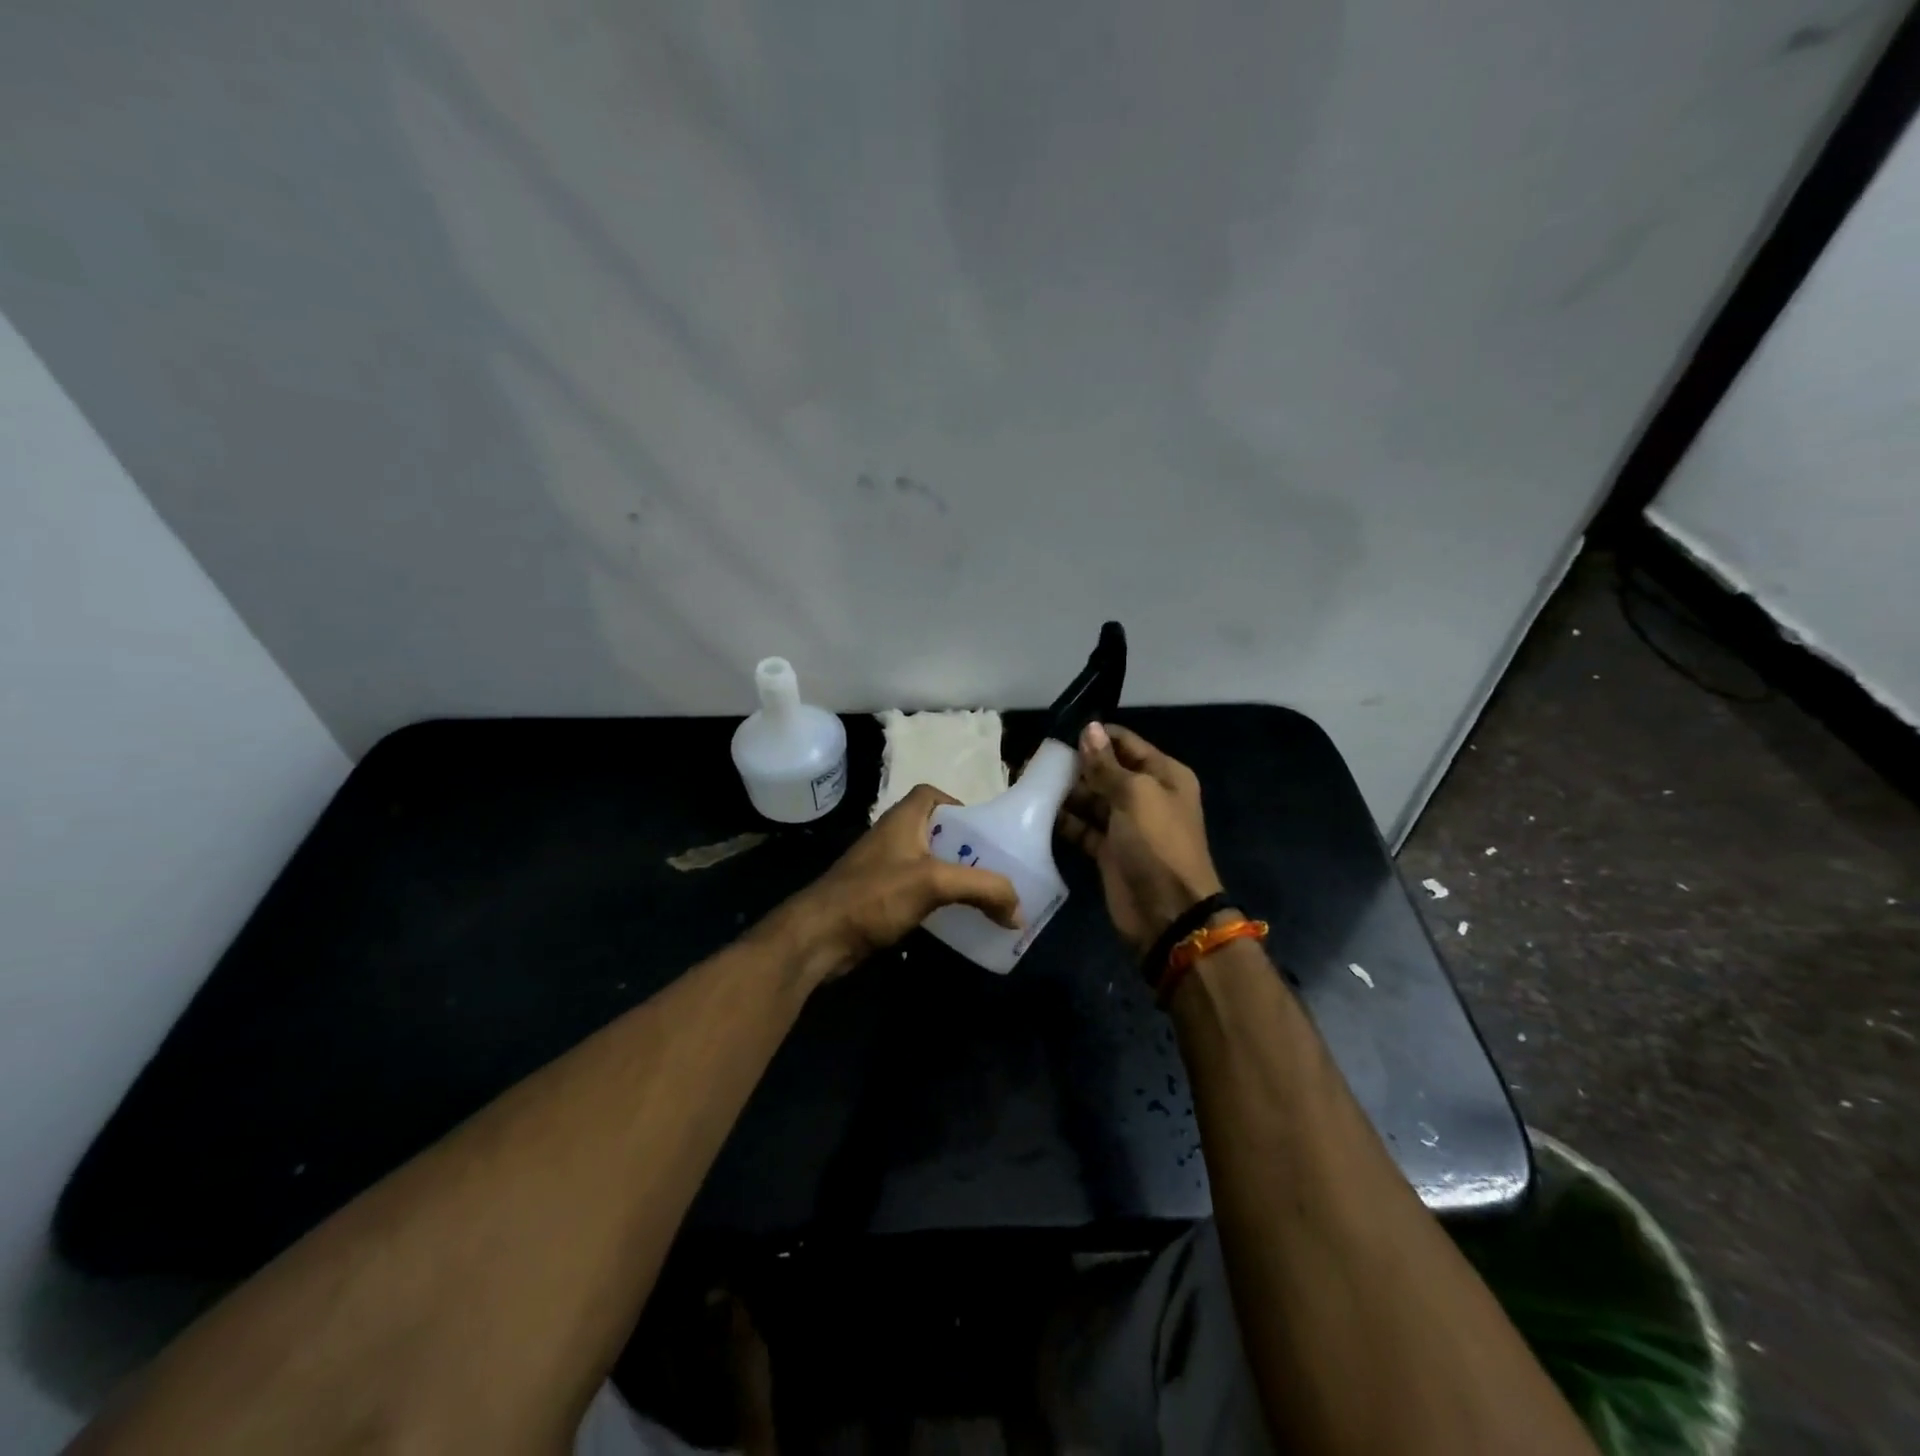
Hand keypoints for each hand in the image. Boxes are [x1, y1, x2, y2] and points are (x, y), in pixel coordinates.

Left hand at [771, 784, 1020, 986]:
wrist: (819, 937)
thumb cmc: (874, 895)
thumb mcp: (934, 883)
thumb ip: (982, 888)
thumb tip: (1019, 910)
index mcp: (902, 819)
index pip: (931, 794)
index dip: (958, 805)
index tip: (983, 832)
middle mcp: (892, 838)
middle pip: (934, 831)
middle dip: (963, 847)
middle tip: (992, 867)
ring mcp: (882, 869)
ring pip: (925, 863)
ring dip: (951, 875)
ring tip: (981, 894)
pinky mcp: (877, 898)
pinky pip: (915, 890)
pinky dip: (935, 899)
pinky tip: (952, 918)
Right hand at [1057, 722, 1223, 956]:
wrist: (1167, 912)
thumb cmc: (1157, 843)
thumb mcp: (1135, 795)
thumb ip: (1106, 764)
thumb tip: (1088, 728)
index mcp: (1163, 774)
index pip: (1125, 743)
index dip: (1095, 737)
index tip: (1058, 734)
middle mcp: (1146, 795)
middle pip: (1105, 770)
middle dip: (1075, 765)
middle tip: (1035, 759)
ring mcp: (1126, 824)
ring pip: (1091, 799)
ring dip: (1065, 792)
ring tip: (1029, 782)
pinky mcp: (1108, 850)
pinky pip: (1083, 827)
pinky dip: (1064, 821)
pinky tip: (1037, 811)